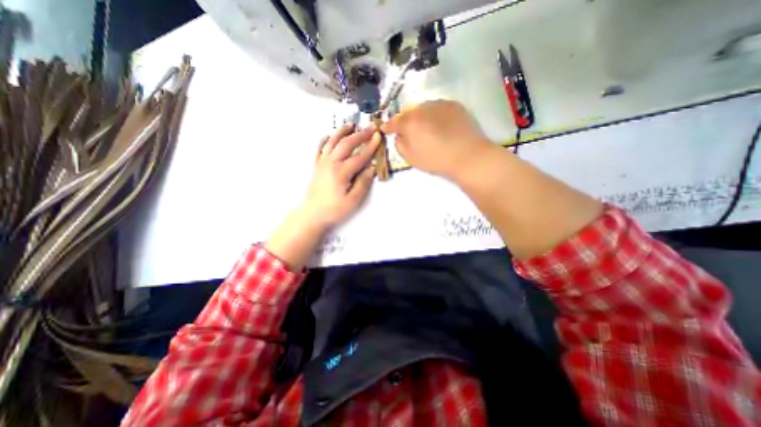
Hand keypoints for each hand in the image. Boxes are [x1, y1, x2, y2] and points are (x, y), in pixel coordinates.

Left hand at [299, 123, 378, 229]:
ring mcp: (322, 163)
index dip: (370, 146)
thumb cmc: (334, 210)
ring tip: (351, 124)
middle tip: (371, 127)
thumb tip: (372, 168)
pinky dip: (324, 140)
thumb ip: (363, 182)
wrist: (312, 214)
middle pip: (347, 144)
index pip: (360, 156)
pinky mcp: (316, 166)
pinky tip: (328, 135)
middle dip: (360, 134)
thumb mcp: (353, 200)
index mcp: (342, 172)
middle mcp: (331, 163)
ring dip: (342, 132)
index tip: (379, 136)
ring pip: (332, 142)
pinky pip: (319, 149)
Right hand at [381, 101, 494, 178]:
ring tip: (425, 127)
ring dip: (420, 116)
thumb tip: (399, 136)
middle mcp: (422, 108)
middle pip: (408, 112)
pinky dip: (434, 114)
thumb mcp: (412, 159)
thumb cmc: (437, 161)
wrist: (468, 156)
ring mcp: (439, 104)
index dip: (388, 126)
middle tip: (408, 130)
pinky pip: (437, 107)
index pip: (393, 121)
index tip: (385, 129)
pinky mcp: (453, 104)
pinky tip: (440, 125)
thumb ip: (400, 145)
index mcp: (410, 123)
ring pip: (423, 107)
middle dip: (405, 120)